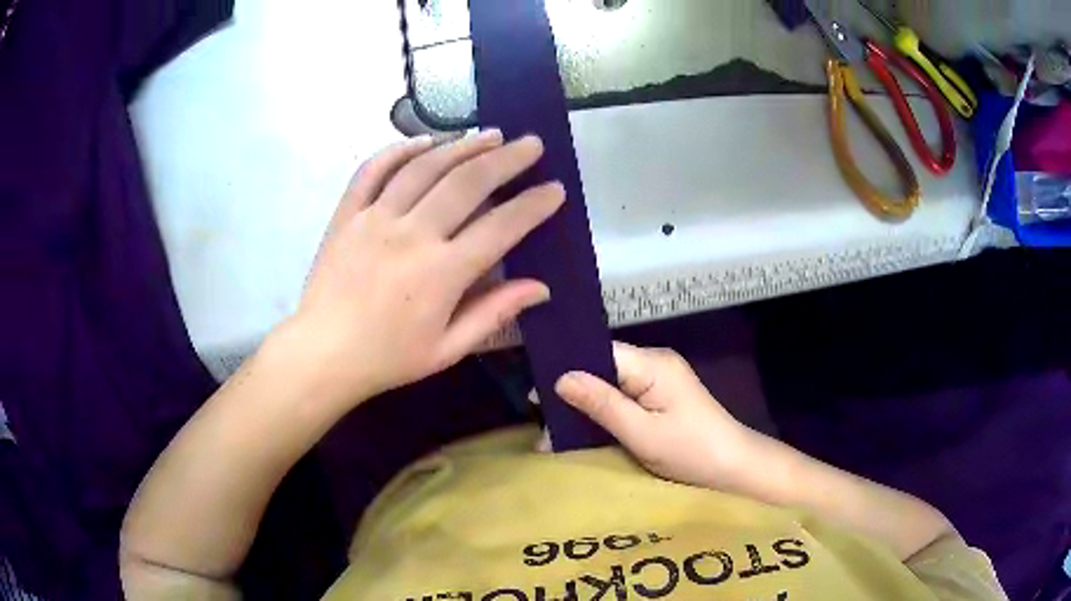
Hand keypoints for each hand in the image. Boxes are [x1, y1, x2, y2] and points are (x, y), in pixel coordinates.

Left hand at [290, 131, 563, 404]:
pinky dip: (399, 150)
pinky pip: (373, 170)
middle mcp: (412, 234)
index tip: (555, 188)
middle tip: (531, 143)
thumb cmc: (388, 357)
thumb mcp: (447, 349)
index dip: (533, 205)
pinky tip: (424, 142)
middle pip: (467, 182)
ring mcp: (375, 218)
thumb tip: (541, 288)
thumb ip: (494, 313)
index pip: (500, 227)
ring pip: (425, 167)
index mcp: (441, 273)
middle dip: (506, 159)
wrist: (323, 353)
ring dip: (462, 146)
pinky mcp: (348, 214)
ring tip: (489, 135)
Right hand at [555, 342, 751, 489]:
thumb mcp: (643, 433)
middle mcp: (654, 364)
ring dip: (585, 410)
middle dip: (572, 397)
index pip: (599, 353)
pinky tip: (583, 434)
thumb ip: (602, 404)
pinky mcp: (660, 399)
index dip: (566, 369)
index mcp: (652, 364)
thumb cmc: (692, 451)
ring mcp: (658, 382)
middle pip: (601, 370)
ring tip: (554, 437)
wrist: (736, 469)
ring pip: (609, 387)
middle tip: (542, 429)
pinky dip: (603, 416)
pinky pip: (622, 400)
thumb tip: (560, 378)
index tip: (536, 395)